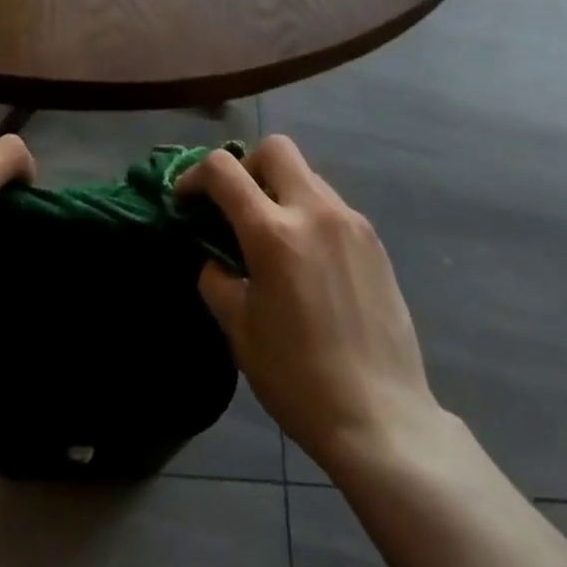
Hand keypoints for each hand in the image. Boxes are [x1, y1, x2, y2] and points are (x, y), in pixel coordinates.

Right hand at [180, 136, 442, 474]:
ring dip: (280, 190)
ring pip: (307, 175)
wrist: (381, 417)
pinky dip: (308, 214)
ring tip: (272, 238)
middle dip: (246, 167)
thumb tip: (214, 258)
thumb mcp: (239, 329)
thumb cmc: (298, 377)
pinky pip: (332, 205)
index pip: (224, 170)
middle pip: (275, 149)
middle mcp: (315, 212)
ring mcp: (351, 223)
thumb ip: (217, 279)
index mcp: (274, 233)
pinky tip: (307, 259)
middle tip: (235, 207)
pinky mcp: (374, 241)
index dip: (194, 176)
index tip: (185, 200)